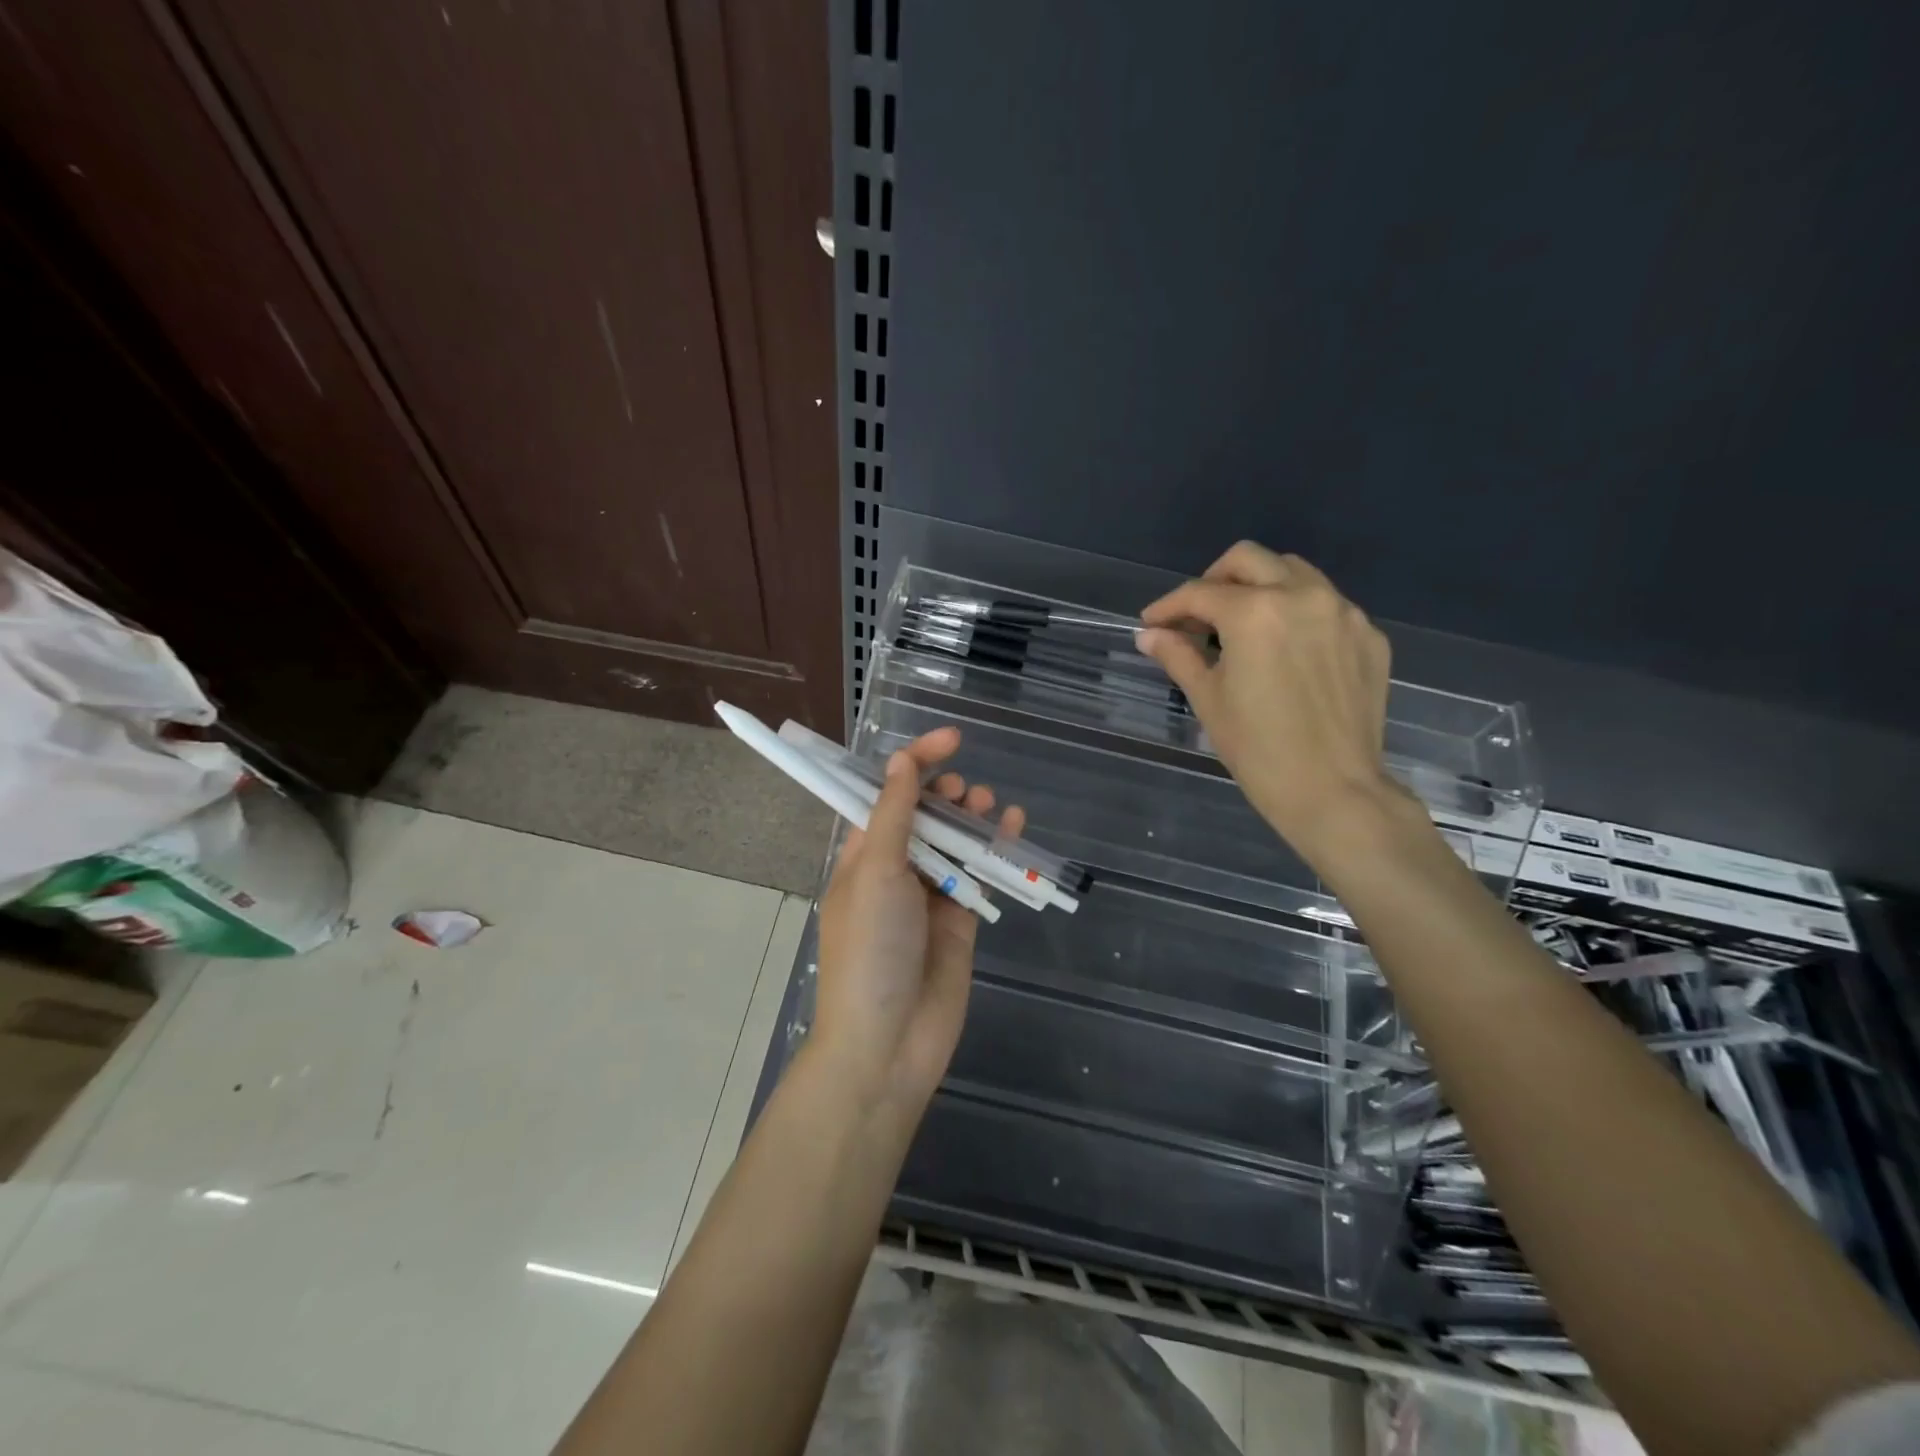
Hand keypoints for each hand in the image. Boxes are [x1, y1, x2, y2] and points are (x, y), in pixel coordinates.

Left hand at [812, 728, 1024, 1112]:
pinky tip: (1013, 827)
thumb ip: (894, 816)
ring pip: (955, 842)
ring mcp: (929, 896)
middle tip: (964, 793)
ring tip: (988, 805)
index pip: (887, 795)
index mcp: (863, 855)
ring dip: (972, 818)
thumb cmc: (870, 949)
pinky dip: (996, 849)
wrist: (888, 1043)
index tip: (950, 740)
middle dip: (944, 793)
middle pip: (924, 816)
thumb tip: (900, 761)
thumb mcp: (875, 873)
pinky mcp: (960, 920)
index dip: (915, 762)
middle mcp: (894, 870)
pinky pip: (979, 874)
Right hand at [1136, 542, 1404, 863]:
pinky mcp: (1368, 635)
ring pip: (1293, 572)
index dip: (1168, 606)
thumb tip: (1149, 635)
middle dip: (1214, 580)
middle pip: (1248, 560)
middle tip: (1197, 615)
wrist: (1333, 789)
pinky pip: (1326, 604)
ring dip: (1259, 586)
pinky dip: (1297, 612)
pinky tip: (1285, 649)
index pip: (1200, 593)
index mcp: (1255, 613)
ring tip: (1241, 625)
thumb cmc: (1258, 749)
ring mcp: (1343, 613)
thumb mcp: (1208, 699)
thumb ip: (1178, 656)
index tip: (1151, 623)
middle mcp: (1303, 596)